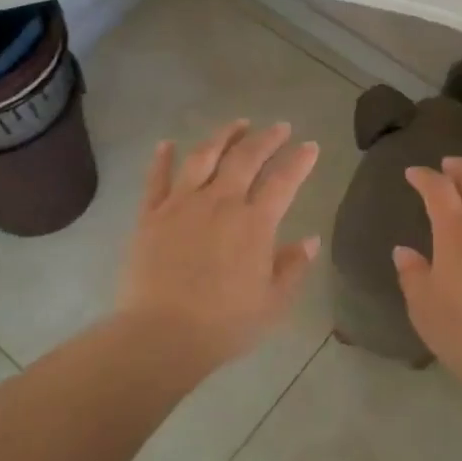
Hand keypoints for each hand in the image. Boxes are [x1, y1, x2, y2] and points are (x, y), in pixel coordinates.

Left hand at [117, 119, 321, 370]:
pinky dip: (162, 159)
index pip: (283, 180)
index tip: (311, 145)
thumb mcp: (273, 303)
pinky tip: (167, 143)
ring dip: (223, 136)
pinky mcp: (151, 215)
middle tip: (279, 127)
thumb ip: (293, 267)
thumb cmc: (224, 324)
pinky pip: (157, 179)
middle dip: (267, 138)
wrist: (160, 336)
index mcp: (254, 223)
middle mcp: (220, 202)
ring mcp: (182, 205)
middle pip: (246, 157)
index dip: (299, 160)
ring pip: (204, 157)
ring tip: (237, 124)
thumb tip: (311, 240)